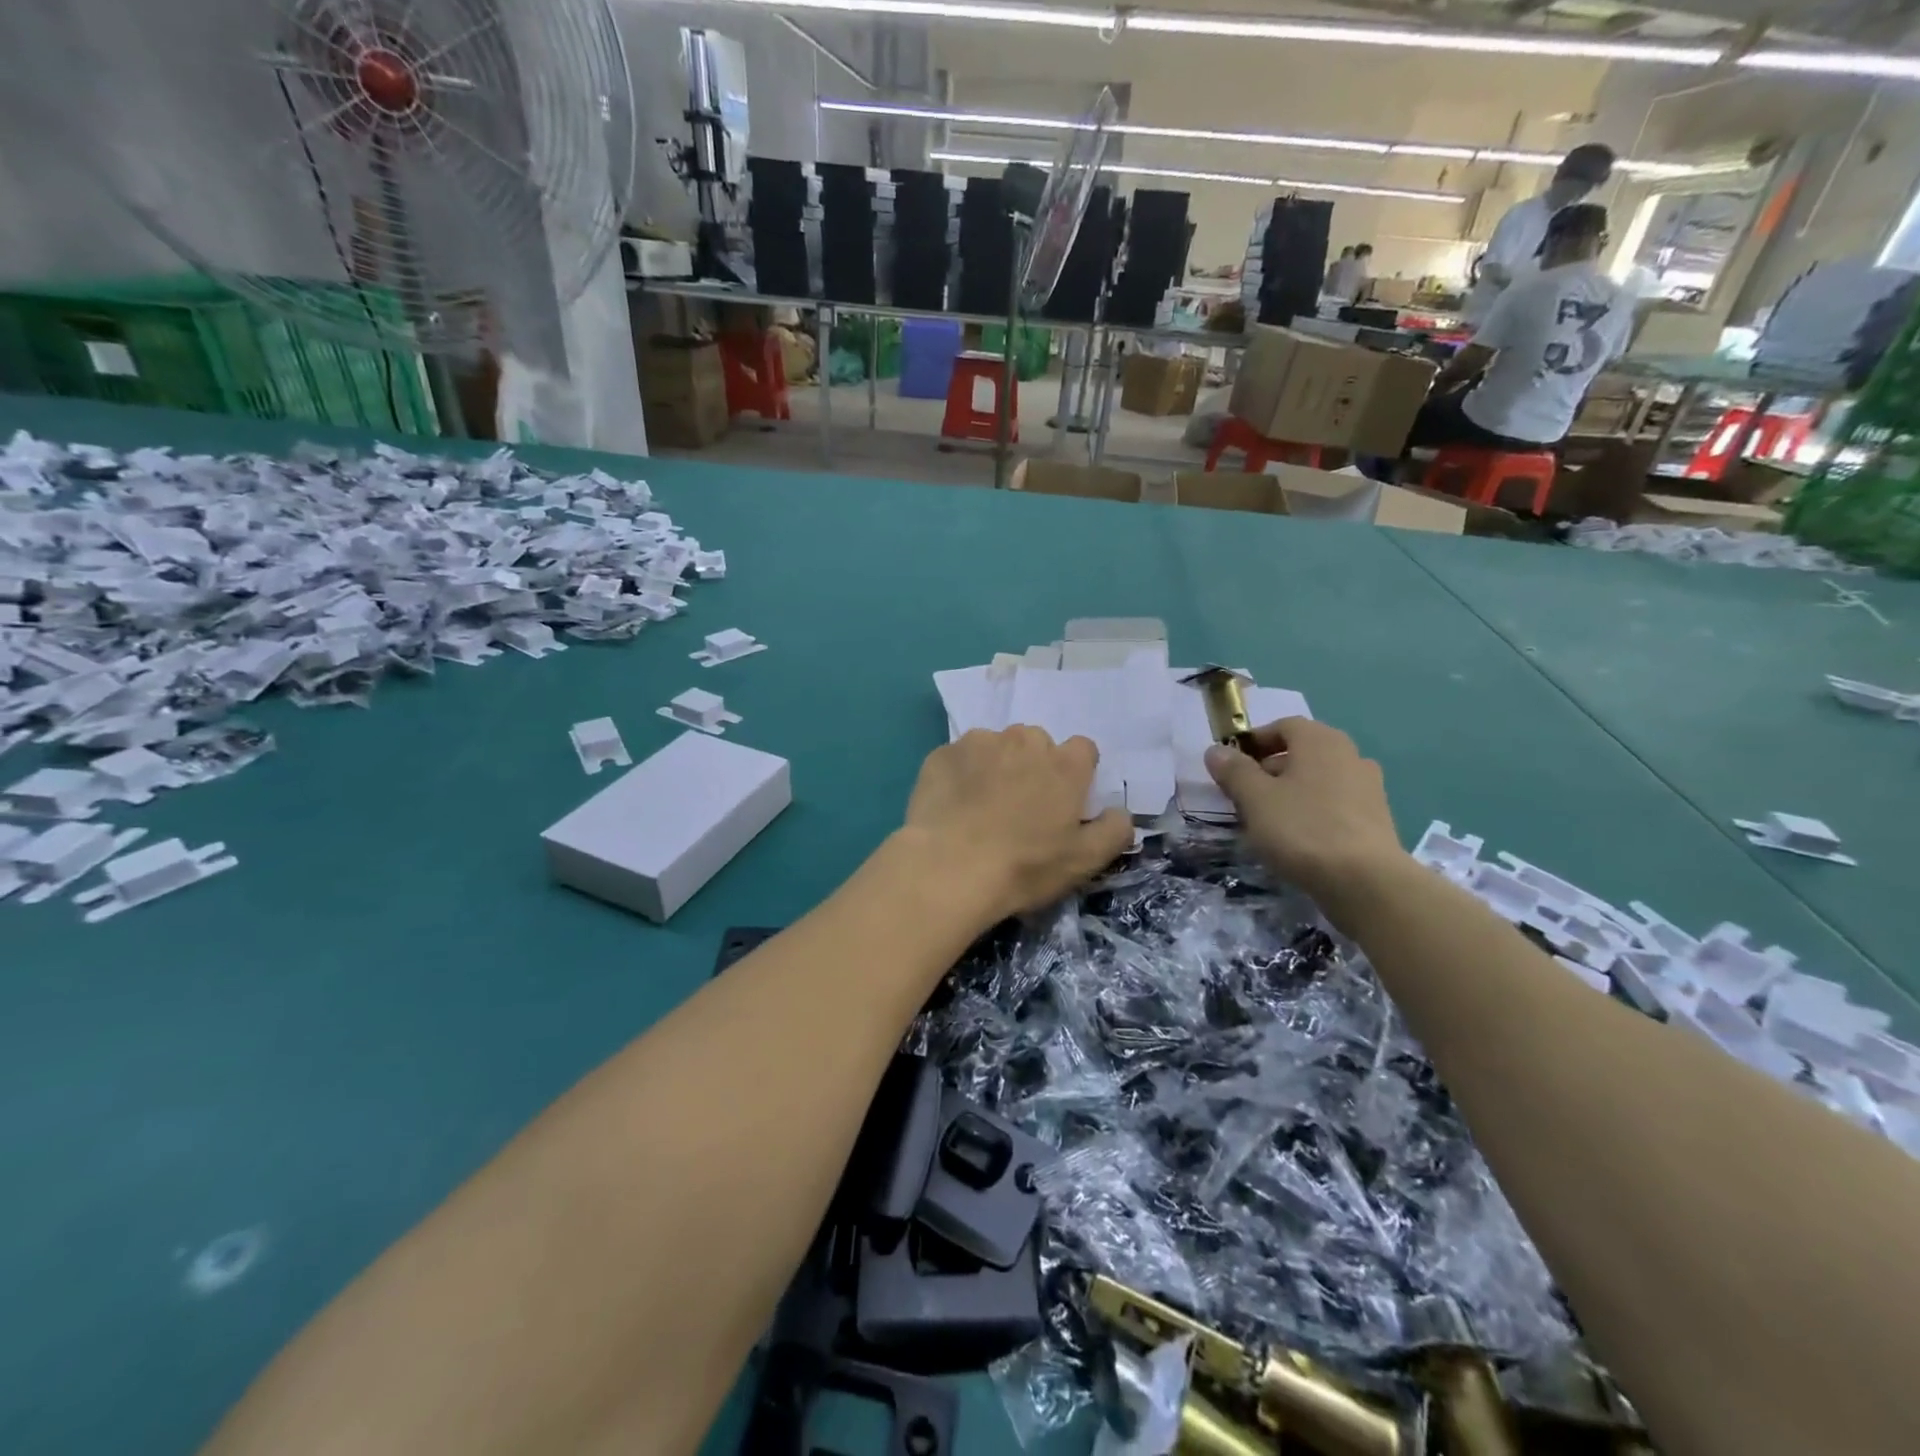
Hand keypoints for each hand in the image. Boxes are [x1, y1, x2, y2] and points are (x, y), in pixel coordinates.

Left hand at [899, 727, 1132, 922]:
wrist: (948, 868)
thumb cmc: (1024, 866)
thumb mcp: (1084, 861)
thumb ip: (1114, 830)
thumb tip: (1121, 812)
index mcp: (1064, 763)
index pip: (1083, 749)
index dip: (1076, 774)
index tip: (1063, 801)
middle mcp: (1023, 740)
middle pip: (1037, 744)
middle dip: (1034, 767)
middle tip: (1021, 807)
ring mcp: (979, 743)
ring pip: (996, 746)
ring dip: (996, 766)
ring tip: (982, 805)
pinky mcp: (942, 754)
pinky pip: (960, 758)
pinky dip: (961, 774)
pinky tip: (953, 805)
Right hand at [1204, 718, 1405, 907]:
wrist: (1365, 881)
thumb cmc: (1303, 829)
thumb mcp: (1255, 798)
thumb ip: (1234, 770)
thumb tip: (1216, 750)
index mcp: (1320, 740)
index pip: (1282, 726)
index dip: (1253, 742)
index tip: (1232, 766)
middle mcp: (1349, 754)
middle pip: (1301, 752)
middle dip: (1269, 769)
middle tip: (1244, 796)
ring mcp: (1368, 786)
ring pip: (1318, 779)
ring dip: (1292, 792)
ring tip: (1269, 820)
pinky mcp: (1376, 818)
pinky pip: (1335, 804)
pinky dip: (1313, 812)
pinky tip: (1299, 838)